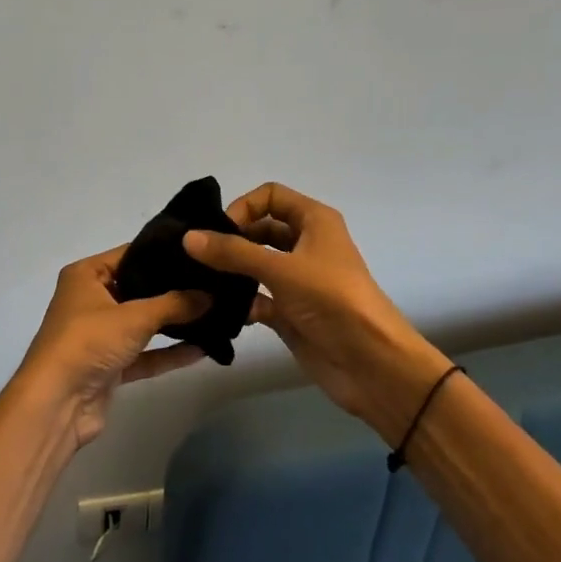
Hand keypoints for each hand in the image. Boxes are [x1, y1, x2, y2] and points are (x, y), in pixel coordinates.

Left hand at [16, 246, 208, 449]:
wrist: (57, 403)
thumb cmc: (89, 341)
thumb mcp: (134, 316)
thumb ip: (175, 304)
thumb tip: (211, 295)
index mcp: (85, 275)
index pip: (129, 254)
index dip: (161, 253)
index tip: (198, 252)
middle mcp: (90, 300)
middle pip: (137, 289)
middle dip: (173, 290)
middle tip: (213, 283)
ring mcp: (99, 334)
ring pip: (143, 323)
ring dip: (173, 323)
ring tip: (214, 313)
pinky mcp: (109, 366)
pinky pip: (144, 354)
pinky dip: (168, 352)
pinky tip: (202, 349)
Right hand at [183, 182, 448, 445]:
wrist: (372, 365)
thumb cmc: (333, 301)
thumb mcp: (281, 270)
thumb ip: (233, 253)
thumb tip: (188, 237)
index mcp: (314, 222)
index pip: (271, 196)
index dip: (244, 207)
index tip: (219, 232)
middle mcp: (306, 245)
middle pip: (259, 230)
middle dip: (230, 240)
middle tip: (197, 257)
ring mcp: (297, 280)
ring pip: (255, 265)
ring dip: (231, 272)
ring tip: (199, 282)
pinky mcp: (290, 312)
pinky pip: (256, 298)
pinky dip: (239, 302)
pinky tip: (219, 312)